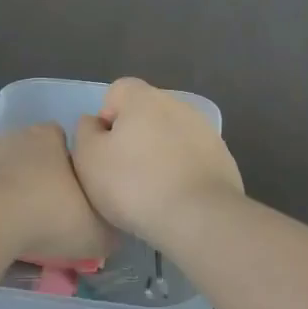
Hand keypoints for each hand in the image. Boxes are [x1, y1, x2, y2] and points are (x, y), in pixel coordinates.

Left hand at [0, 123, 112, 262]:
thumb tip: (111, 233)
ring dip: (6, 194)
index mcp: (50, 137)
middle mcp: (14, 136)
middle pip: (31, 156)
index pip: (65, 143)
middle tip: (45, 219)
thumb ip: (108, 229)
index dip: (70, 170)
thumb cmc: (46, 216)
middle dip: (37, 181)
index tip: (73, 200)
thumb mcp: (95, 232)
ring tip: (14, 232)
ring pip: (0, 173)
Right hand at [72, 78, 243, 248]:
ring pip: (170, 135)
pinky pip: (191, 157)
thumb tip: (95, 122)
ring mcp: (204, 129)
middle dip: (134, 136)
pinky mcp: (222, 157)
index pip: (118, 91)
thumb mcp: (88, 159)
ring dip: (159, 153)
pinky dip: (182, 170)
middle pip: (145, 112)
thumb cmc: (134, 184)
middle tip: (124, 173)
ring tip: (151, 190)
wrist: (199, 217)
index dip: (106, 118)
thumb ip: (85, 132)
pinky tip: (176, 198)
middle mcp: (176, 104)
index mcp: (143, 98)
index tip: (105, 150)